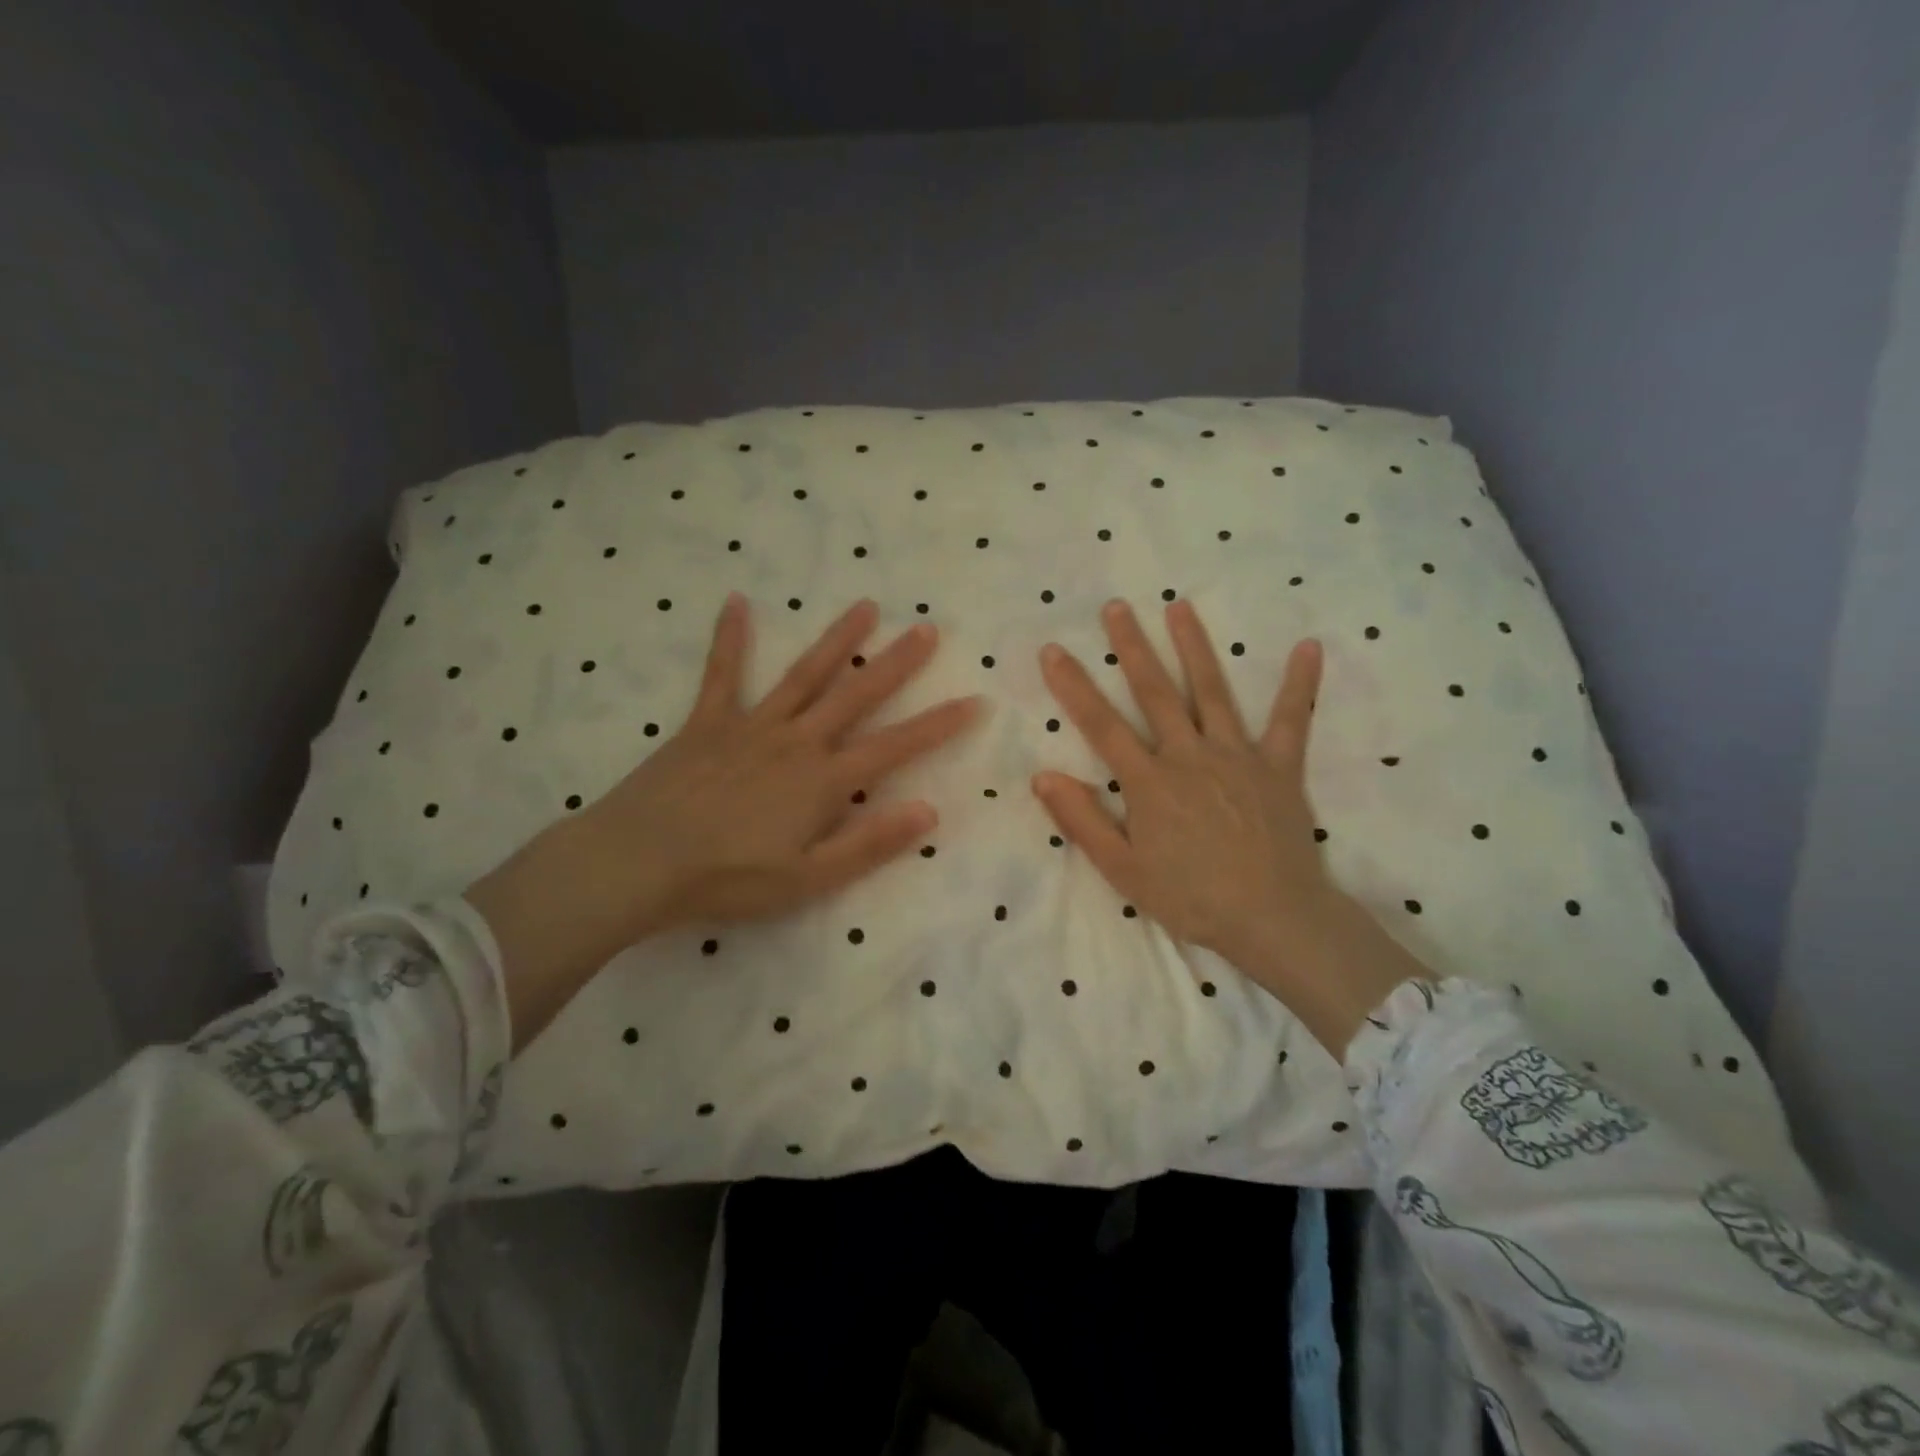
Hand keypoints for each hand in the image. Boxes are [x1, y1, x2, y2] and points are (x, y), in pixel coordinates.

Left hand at [469, 595, 979, 1045]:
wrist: (640, 862)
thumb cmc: (729, 878)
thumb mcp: (809, 878)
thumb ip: (870, 843)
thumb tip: (929, 810)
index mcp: (824, 780)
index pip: (896, 745)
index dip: (939, 724)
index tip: (975, 700)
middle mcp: (797, 741)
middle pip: (856, 694)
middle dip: (896, 663)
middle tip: (927, 629)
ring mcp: (752, 725)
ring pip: (805, 674)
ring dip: (837, 640)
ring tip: (865, 607)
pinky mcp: (708, 722)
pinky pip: (723, 673)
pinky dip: (730, 638)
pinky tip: (736, 602)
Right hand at [1032, 599, 1427, 1056]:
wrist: (1273, 919)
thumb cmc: (1192, 899)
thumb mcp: (1123, 871)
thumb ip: (1082, 821)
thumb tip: (1042, 777)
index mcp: (1149, 782)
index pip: (1101, 724)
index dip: (1074, 686)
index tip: (1053, 650)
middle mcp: (1189, 756)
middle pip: (1155, 693)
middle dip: (1132, 647)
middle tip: (1116, 607)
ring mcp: (1237, 756)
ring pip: (1211, 692)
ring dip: (1194, 647)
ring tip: (1180, 607)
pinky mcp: (1279, 767)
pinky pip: (1291, 720)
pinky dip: (1300, 684)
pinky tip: (1308, 647)